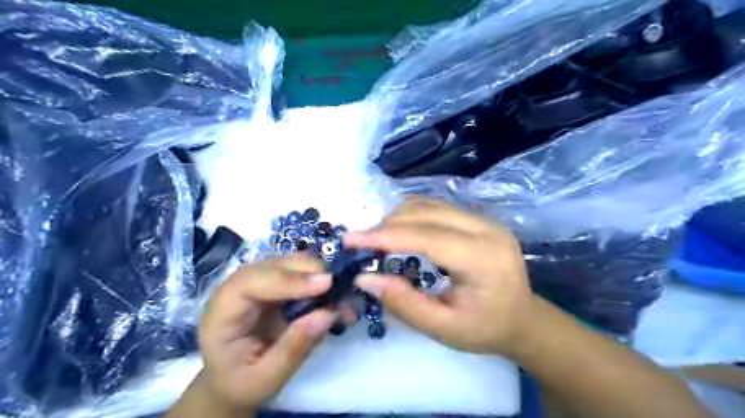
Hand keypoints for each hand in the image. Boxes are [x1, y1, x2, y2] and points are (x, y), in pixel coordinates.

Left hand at [197, 255, 349, 413]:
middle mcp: (239, 287)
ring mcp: (259, 282)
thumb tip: (328, 313)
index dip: (290, 279)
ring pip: (292, 264)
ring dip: (321, 276)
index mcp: (223, 311)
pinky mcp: (276, 285)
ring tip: (344, 299)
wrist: (233, 379)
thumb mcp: (265, 378)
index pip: (252, 282)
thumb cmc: (241, 383)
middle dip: (311, 272)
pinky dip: (322, 284)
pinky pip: (301, 274)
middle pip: (276, 265)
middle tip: (343, 290)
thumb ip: (293, 348)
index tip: (326, 284)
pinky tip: (339, 301)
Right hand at [343, 198, 535, 356]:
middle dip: (387, 224)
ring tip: (375, 238)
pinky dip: (411, 215)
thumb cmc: (485, 329)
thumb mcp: (443, 328)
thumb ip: (403, 302)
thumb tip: (364, 277)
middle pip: (427, 213)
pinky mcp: (478, 219)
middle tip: (360, 242)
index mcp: (484, 259)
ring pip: (430, 205)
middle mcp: (487, 229)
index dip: (385, 236)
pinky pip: (437, 207)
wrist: (522, 319)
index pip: (427, 237)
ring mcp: (484, 219)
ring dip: (398, 217)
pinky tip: (398, 230)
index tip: (351, 240)